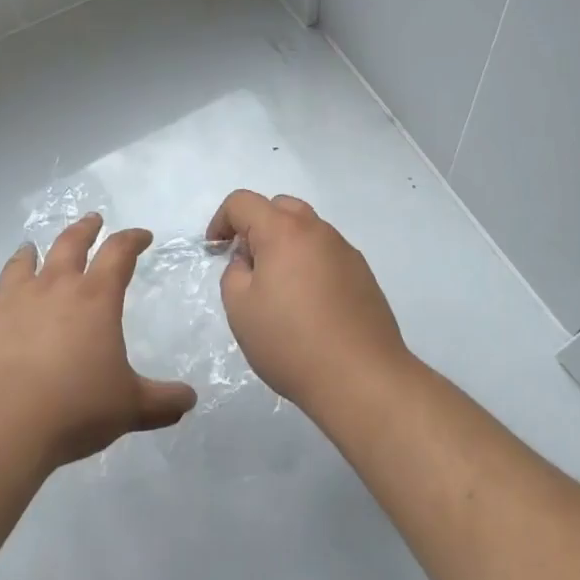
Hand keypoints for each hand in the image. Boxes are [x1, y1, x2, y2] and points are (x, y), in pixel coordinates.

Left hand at [0, 214, 196, 470]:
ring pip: (22, 264)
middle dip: (85, 229)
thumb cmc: (73, 409)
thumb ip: (161, 402)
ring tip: (32, 248)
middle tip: (93, 220)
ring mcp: (13, 302)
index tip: (142, 236)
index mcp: (95, 297)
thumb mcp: (129, 408)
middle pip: (70, 243)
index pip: (120, 252)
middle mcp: (54, 287)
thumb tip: (190, 400)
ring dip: (31, 253)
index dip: (133, 239)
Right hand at [210, 190, 409, 415]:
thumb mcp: (240, 309)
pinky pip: (326, 253)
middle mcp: (317, 229)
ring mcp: (344, 249)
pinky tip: (309, 304)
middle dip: (257, 226)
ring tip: (279, 288)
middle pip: (279, 207)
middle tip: (248, 264)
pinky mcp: (363, 273)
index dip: (221, 220)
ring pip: (306, 229)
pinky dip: (310, 263)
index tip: (216, 249)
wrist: (361, 377)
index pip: (243, 202)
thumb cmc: (291, 342)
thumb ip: (234, 272)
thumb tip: (250, 260)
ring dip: (285, 244)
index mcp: (283, 230)